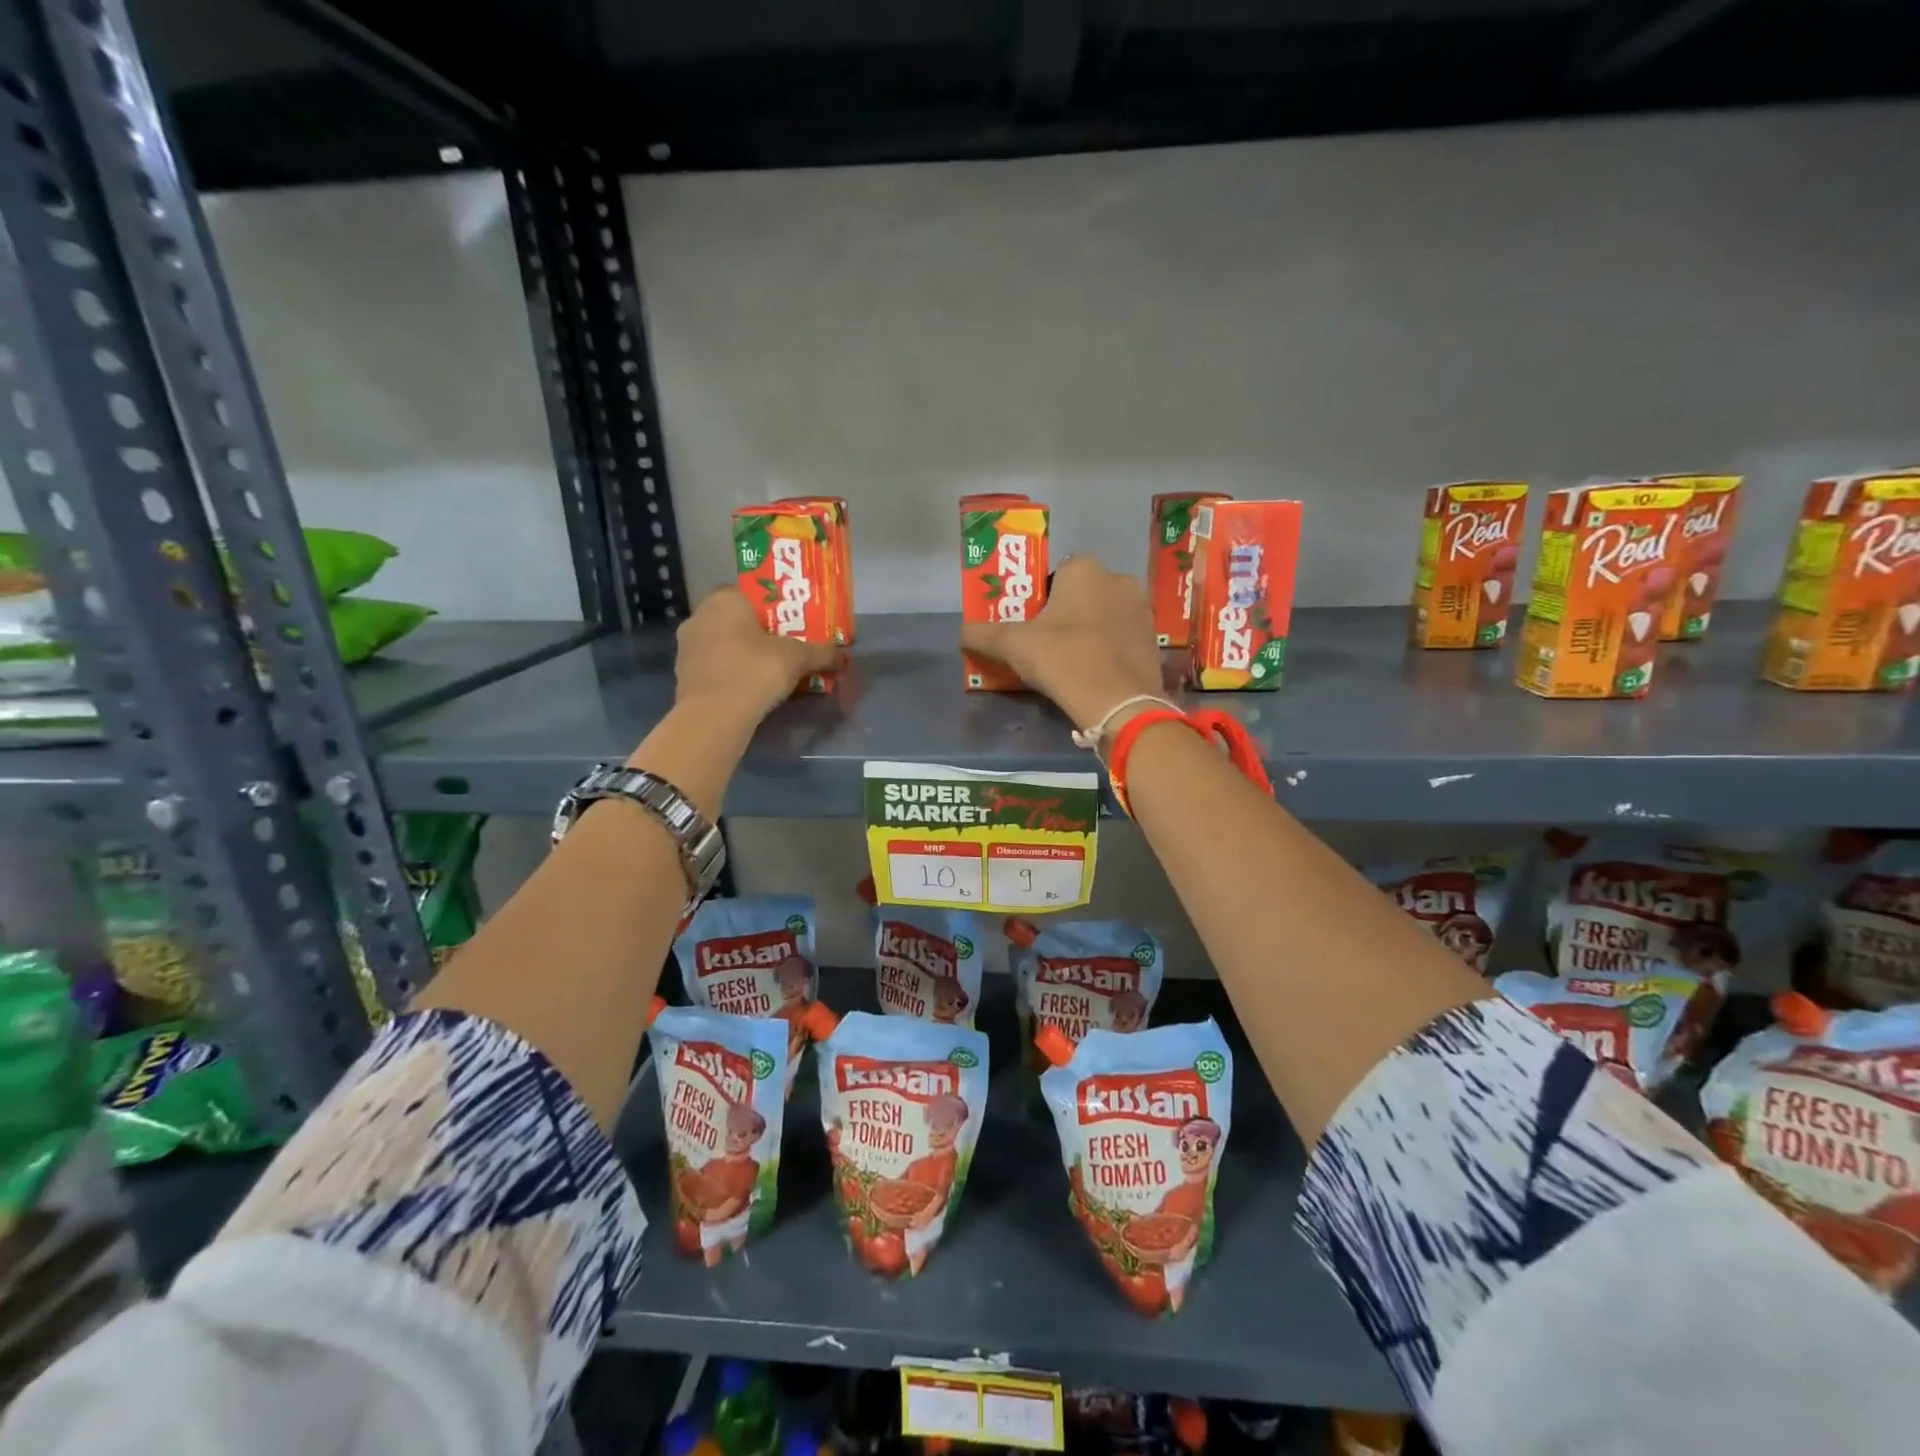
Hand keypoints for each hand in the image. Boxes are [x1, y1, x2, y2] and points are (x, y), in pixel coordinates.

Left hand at [673, 588, 839, 722]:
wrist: (715, 715)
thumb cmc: (756, 670)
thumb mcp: (797, 658)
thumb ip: (821, 653)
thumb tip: (843, 656)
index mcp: (725, 599)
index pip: (750, 592)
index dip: (771, 607)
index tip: (789, 623)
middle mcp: (700, 616)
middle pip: (735, 618)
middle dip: (757, 631)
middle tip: (782, 646)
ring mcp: (687, 646)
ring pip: (722, 643)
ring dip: (741, 652)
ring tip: (767, 669)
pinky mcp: (682, 675)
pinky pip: (713, 666)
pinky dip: (729, 672)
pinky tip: (748, 686)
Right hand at [959, 556, 1166, 729]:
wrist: (1118, 702)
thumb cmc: (1062, 658)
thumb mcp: (1013, 646)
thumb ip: (983, 635)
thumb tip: (961, 633)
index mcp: (1085, 569)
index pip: (1057, 573)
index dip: (1042, 597)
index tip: (1032, 624)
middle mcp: (1119, 579)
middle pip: (1083, 593)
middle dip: (1067, 613)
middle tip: (1047, 644)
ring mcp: (1142, 610)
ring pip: (1105, 615)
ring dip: (1090, 631)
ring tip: (1071, 661)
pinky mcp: (1154, 640)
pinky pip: (1122, 638)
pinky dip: (1109, 649)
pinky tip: (1095, 673)